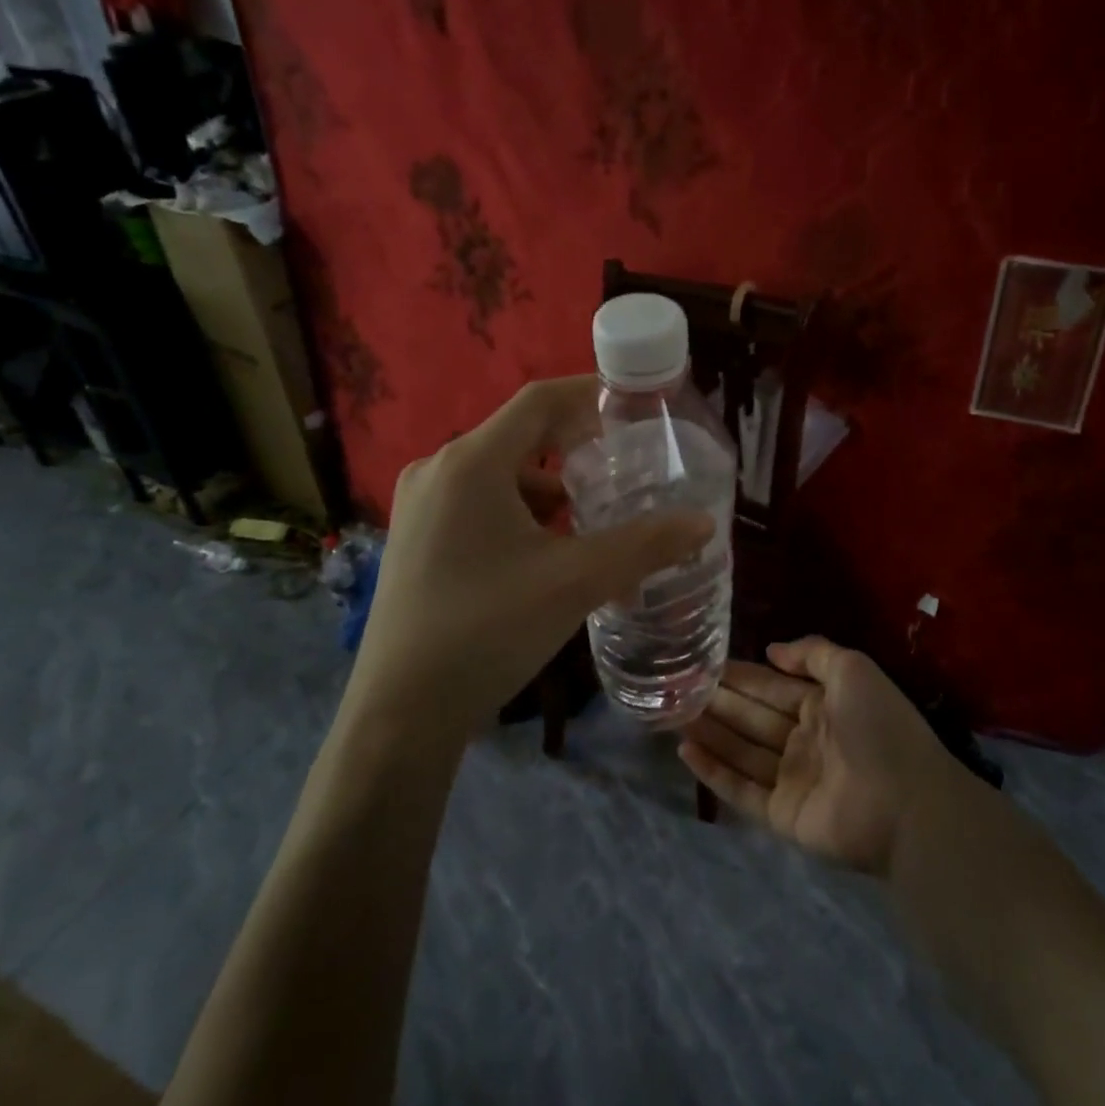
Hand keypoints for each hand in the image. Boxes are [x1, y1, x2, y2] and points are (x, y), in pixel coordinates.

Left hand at [346, 377, 713, 738]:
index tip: (635, 404)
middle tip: (625, 464)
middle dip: (575, 445)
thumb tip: (703, 523)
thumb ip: (644, 546)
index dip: (589, 393)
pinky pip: (478, 503)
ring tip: (592, 516)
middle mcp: (438, 470)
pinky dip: (520, 512)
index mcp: (471, 463)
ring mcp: (419, 506)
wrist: (401, 712)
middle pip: (519, 435)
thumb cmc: (488, 630)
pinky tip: (547, 550)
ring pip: (498, 474)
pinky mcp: (415, 538)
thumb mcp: (576, 582)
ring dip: (548, 486)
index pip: (538, 400)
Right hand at [679, 637, 957, 875]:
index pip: (770, 687)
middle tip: (675, 687)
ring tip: (671, 714)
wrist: (908, 804)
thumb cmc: (880, 728)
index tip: (702, 663)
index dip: (739, 675)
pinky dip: (713, 772)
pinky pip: (741, 791)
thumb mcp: (854, 670)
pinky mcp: (782, 815)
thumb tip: (771, 650)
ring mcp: (792, 780)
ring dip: (708, 733)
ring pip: (740, 751)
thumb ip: (813, 653)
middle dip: (717, 701)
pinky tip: (685, 752)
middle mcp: (804, 741)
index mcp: (822, 707)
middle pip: (751, 717)